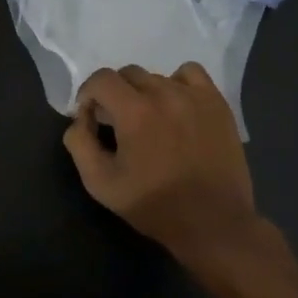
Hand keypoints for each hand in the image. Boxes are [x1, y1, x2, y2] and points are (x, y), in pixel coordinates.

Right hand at [63, 63, 260, 261]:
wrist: (213, 223)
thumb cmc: (154, 206)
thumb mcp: (101, 183)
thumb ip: (80, 143)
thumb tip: (80, 118)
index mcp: (134, 111)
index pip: (101, 79)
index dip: (88, 93)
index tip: (90, 115)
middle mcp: (164, 93)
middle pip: (128, 74)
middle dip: (115, 94)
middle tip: (118, 122)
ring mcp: (194, 95)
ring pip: (157, 76)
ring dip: (145, 92)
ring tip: (150, 120)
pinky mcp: (217, 103)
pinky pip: (191, 74)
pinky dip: (178, 83)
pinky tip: (177, 106)